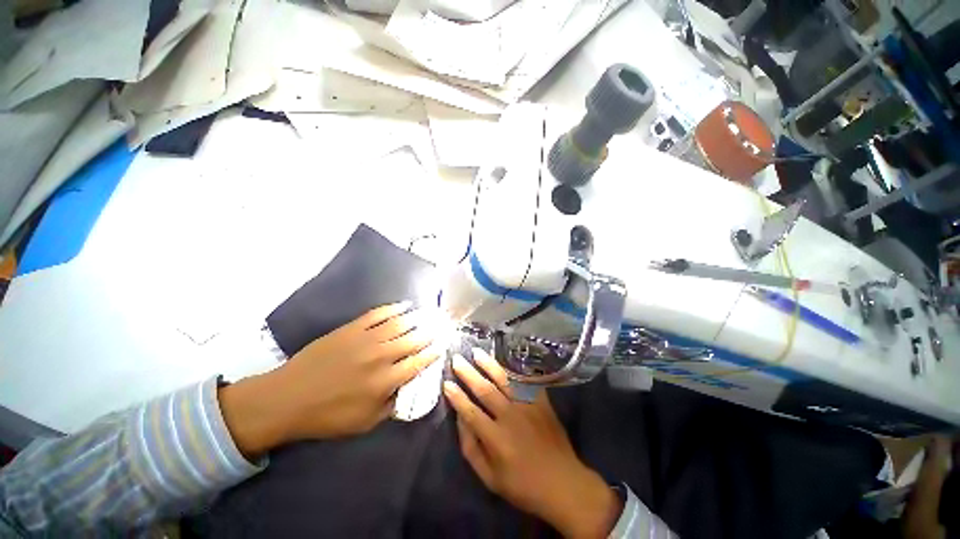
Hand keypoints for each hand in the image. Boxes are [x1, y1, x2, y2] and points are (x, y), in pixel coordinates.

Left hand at [220, 302, 440, 455]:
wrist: (288, 398)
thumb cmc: (327, 415)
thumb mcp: (364, 423)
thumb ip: (391, 406)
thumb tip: (408, 390)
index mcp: (386, 381)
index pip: (419, 362)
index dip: (434, 352)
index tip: (443, 344)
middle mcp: (381, 356)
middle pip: (414, 339)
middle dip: (432, 331)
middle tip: (443, 323)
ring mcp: (366, 339)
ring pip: (400, 323)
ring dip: (418, 317)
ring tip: (430, 312)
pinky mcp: (352, 328)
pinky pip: (378, 314)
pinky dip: (394, 308)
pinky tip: (405, 305)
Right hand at [443, 350, 620, 537]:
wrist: (564, 483)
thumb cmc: (523, 486)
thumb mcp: (490, 479)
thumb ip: (472, 449)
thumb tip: (461, 420)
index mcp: (497, 439)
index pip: (471, 411)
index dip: (456, 397)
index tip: (446, 382)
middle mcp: (511, 417)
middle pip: (485, 390)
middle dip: (468, 373)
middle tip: (457, 359)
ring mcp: (528, 407)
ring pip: (505, 380)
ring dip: (489, 364)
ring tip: (477, 352)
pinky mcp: (542, 402)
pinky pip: (526, 381)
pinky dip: (514, 369)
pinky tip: (505, 359)